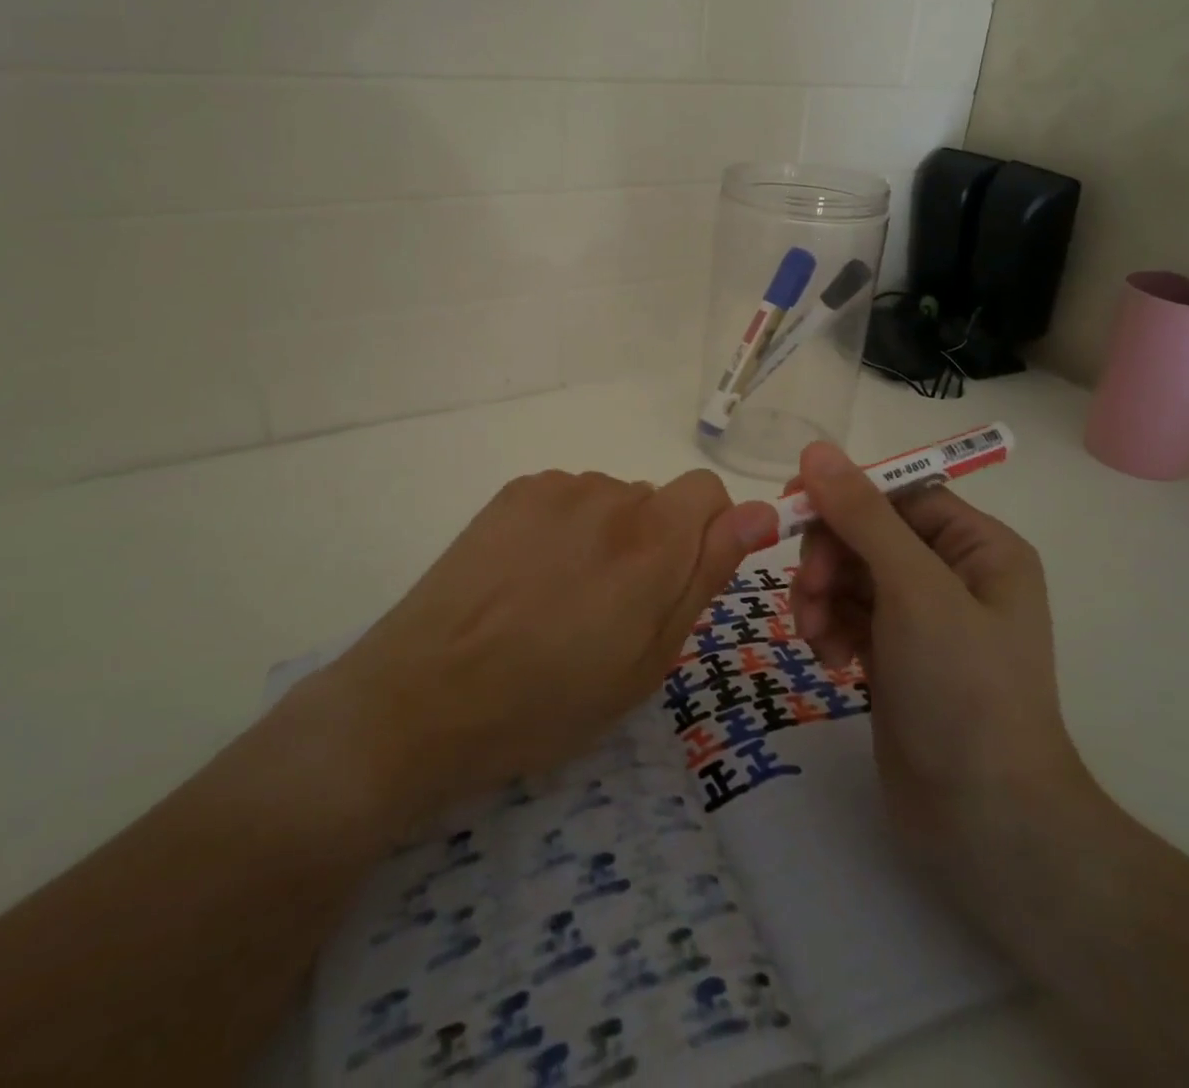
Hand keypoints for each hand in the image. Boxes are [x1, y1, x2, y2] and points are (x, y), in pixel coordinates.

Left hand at [293, 468, 775, 835]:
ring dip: (606, 537)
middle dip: (653, 543)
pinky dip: (564, 528)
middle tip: (611, 611)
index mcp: (653, 539)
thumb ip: (706, 575)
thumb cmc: (550, 699)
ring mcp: (555, 488)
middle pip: (657, 500)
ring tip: (561, 600)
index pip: (709, 491)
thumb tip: (760, 512)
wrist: (427, 695)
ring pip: (610, 501)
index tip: (678, 581)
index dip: (706, 533)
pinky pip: (566, 498)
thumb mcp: (649, 660)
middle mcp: (609, 495)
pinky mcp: (513, 491)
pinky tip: (528, 578)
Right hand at [786, 441, 1097, 915]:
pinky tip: (828, 660)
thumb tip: (816, 450)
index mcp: (979, 547)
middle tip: (808, 591)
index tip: (792, 505)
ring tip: (815, 635)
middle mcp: (953, 575)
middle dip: (829, 558)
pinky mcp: (895, 657)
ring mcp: (922, 619)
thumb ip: (863, 516)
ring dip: (821, 596)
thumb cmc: (963, 689)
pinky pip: (848, 617)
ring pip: (849, 576)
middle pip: (867, 534)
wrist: (985, 823)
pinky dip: (830, 629)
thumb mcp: (913, 589)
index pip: (898, 494)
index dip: (845, 495)